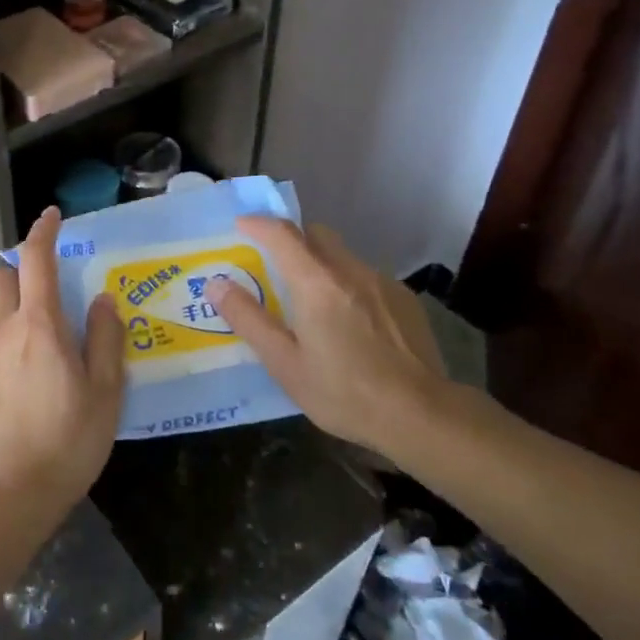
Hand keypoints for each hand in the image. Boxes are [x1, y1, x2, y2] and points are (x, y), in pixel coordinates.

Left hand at [0, 207, 125, 517]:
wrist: (11, 493)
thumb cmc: (68, 440)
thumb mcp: (105, 391)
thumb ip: (105, 338)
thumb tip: (102, 299)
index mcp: (40, 326)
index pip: (35, 261)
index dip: (43, 232)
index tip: (53, 216)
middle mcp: (5, 330)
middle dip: (19, 268)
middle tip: (50, 284)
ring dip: (14, 302)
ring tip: (46, 333)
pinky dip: (10, 336)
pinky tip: (33, 370)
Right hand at [208, 216, 447, 457]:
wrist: (422, 415)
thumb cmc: (344, 392)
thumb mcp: (285, 363)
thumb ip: (249, 319)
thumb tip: (217, 284)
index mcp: (316, 282)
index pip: (282, 233)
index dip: (258, 224)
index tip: (241, 226)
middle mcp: (350, 270)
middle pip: (316, 234)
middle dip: (292, 239)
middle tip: (273, 265)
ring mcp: (382, 282)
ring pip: (342, 256)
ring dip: (321, 264)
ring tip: (312, 301)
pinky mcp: (404, 299)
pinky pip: (365, 277)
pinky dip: (347, 285)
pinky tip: (350, 322)